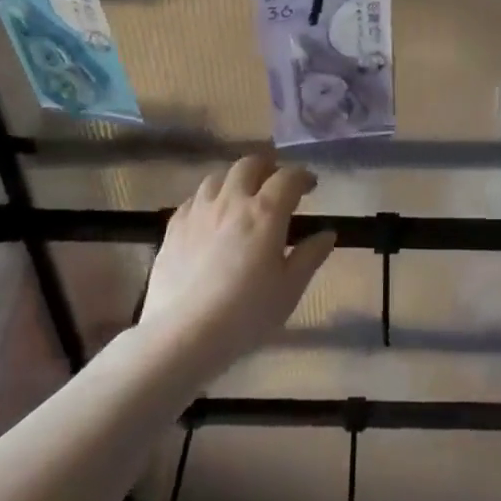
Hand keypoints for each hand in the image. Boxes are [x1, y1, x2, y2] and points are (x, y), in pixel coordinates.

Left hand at [138, 154, 335, 371]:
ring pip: (218, 176)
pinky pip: (194, 199)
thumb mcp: (289, 289)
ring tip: (242, 196)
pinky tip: (211, 217)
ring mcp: (199, 211)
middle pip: (250, 165)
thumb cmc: (245, 314)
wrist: (182, 335)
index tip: (310, 186)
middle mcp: (231, 201)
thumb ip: (310, 256)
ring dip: (236, 179)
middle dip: (267, 167)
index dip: (302, 176)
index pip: (288, 177)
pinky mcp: (174, 227)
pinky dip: (209, 199)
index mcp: (265, 212)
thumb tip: (327, 234)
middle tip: (275, 183)